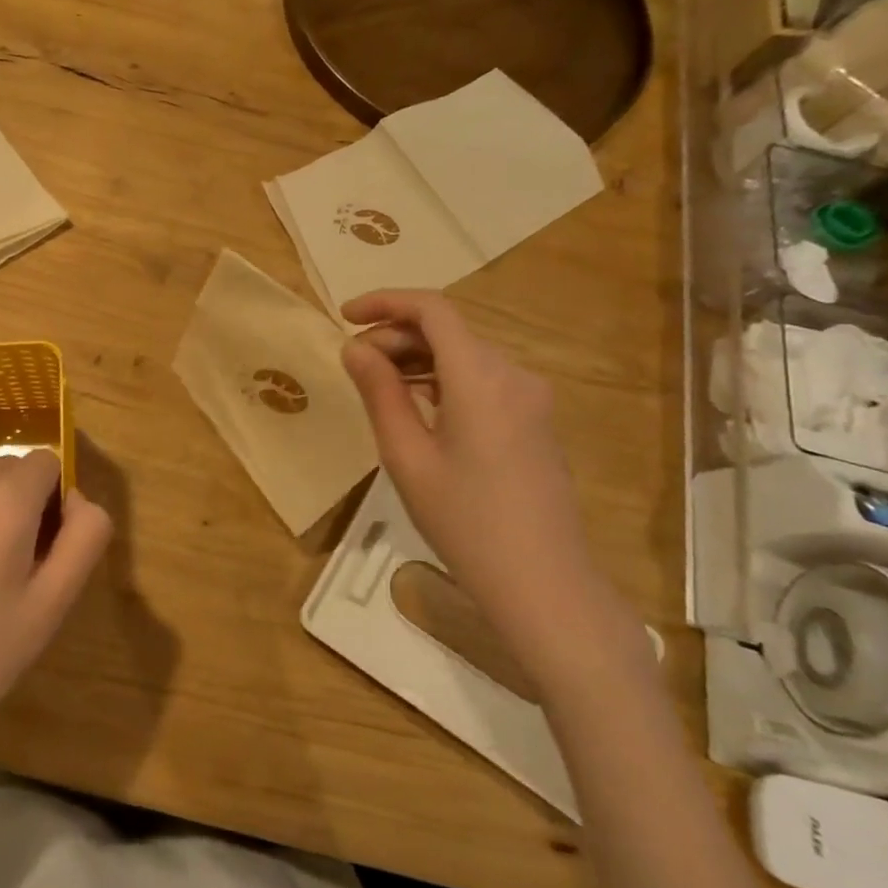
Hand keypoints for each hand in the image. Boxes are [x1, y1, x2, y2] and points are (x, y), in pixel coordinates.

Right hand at [339, 290, 638, 687]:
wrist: (544, 585)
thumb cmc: (465, 521)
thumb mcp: (407, 456)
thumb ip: (379, 393)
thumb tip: (355, 348)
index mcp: (481, 377)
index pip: (432, 310)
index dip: (385, 302)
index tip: (344, 315)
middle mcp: (513, 375)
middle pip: (449, 331)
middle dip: (396, 335)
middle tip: (353, 363)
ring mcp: (530, 399)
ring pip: (465, 355)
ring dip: (418, 358)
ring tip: (376, 384)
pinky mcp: (535, 422)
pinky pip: (482, 381)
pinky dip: (443, 379)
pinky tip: (416, 405)